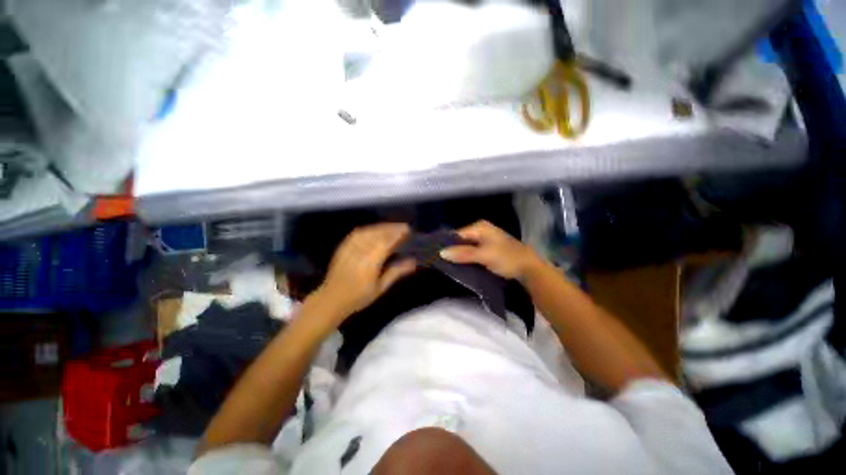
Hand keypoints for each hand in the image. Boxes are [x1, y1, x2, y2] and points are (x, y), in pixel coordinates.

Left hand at [315, 223, 415, 318]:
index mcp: (369, 264)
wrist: (331, 299)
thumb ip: (396, 272)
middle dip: (392, 228)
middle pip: (377, 234)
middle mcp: (359, 252)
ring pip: (368, 231)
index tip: (408, 230)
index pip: (385, 243)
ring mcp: (349, 248)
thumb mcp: (380, 287)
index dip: (397, 234)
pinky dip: (369, 229)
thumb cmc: (358, 297)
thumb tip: (413, 261)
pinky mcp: (343, 247)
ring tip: (392, 227)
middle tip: (404, 227)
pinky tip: (375, 230)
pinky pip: (357, 233)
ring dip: (382, 227)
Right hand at [440, 220, 540, 279]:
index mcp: (480, 227)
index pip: (457, 234)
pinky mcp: (487, 250)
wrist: (529, 269)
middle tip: (440, 262)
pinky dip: (466, 259)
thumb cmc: (507, 258)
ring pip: (466, 248)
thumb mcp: (484, 255)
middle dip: (452, 251)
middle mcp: (481, 231)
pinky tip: (459, 266)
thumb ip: (463, 253)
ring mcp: (484, 241)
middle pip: (460, 241)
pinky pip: (471, 253)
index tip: (436, 255)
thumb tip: (441, 252)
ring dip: (459, 256)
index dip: (446, 244)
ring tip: (446, 265)